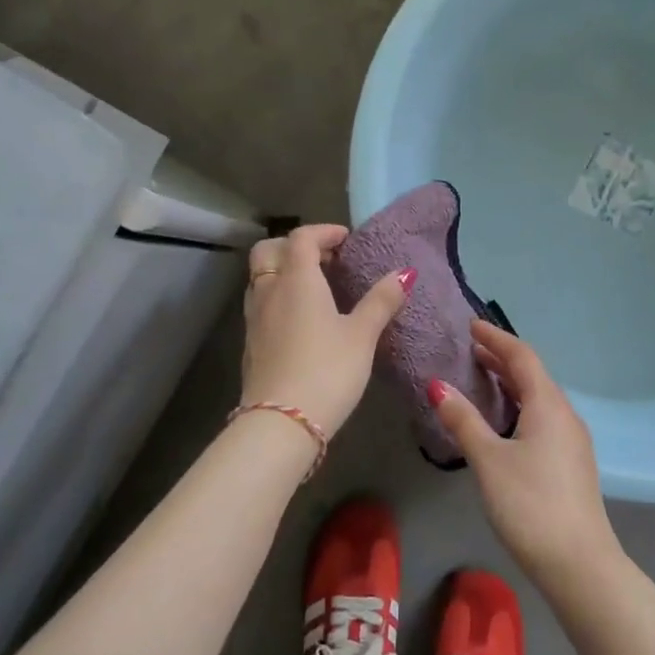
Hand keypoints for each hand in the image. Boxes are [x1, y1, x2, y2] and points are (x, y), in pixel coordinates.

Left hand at [240, 224, 411, 436]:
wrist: (281, 423)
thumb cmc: (327, 370)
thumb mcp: (362, 335)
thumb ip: (381, 301)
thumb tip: (404, 273)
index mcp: (297, 280)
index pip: (302, 238)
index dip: (324, 231)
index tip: (346, 239)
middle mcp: (269, 291)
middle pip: (269, 251)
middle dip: (295, 246)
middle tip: (325, 259)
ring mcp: (254, 319)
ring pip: (261, 279)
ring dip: (284, 272)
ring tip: (316, 288)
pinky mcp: (250, 344)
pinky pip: (261, 305)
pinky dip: (279, 298)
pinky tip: (302, 321)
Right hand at [429, 321, 620, 582]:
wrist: (578, 562)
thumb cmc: (529, 504)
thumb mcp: (489, 460)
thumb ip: (464, 420)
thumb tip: (438, 385)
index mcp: (548, 404)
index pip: (522, 357)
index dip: (495, 338)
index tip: (471, 326)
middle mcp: (565, 414)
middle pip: (533, 375)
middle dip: (502, 359)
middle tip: (470, 350)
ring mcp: (572, 439)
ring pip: (539, 398)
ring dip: (512, 383)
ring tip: (482, 379)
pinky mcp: (571, 462)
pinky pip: (543, 417)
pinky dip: (520, 406)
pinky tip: (504, 421)